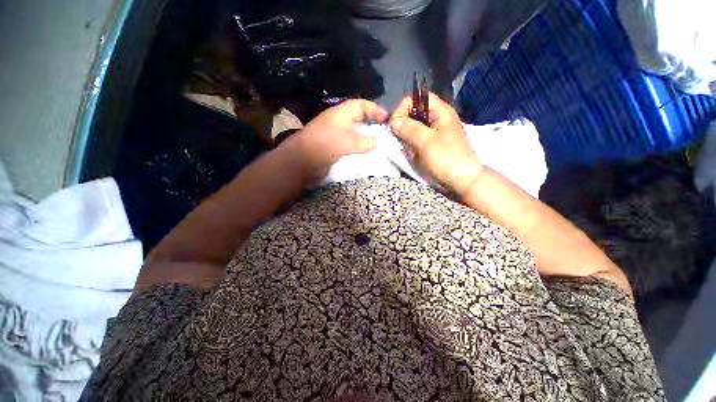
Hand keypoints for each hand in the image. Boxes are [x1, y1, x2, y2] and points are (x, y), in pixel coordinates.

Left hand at [283, 99, 388, 182]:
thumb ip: (363, 141)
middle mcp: (339, 122)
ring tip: (379, 147)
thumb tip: (377, 142)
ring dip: (366, 140)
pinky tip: (366, 156)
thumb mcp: (346, 141)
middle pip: (359, 119)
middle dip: (372, 125)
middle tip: (385, 134)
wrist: (301, 162)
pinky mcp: (334, 148)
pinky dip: (359, 149)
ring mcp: (336, 136)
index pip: (361, 105)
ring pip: (355, 134)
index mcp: (341, 114)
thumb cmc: (324, 145)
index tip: (387, 118)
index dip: (374, 109)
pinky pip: (350, 146)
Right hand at [390, 92, 482, 192]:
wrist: (462, 181)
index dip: (404, 108)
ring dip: (407, 140)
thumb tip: (393, 121)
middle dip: (404, 127)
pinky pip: (416, 142)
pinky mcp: (431, 146)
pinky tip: (413, 156)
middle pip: (413, 114)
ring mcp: (434, 134)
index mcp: (440, 112)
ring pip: (413, 129)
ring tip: (410, 151)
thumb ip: (409, 128)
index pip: (417, 98)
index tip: (396, 125)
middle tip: (403, 140)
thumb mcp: (426, 141)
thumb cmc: (446, 158)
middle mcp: (437, 120)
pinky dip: (411, 148)